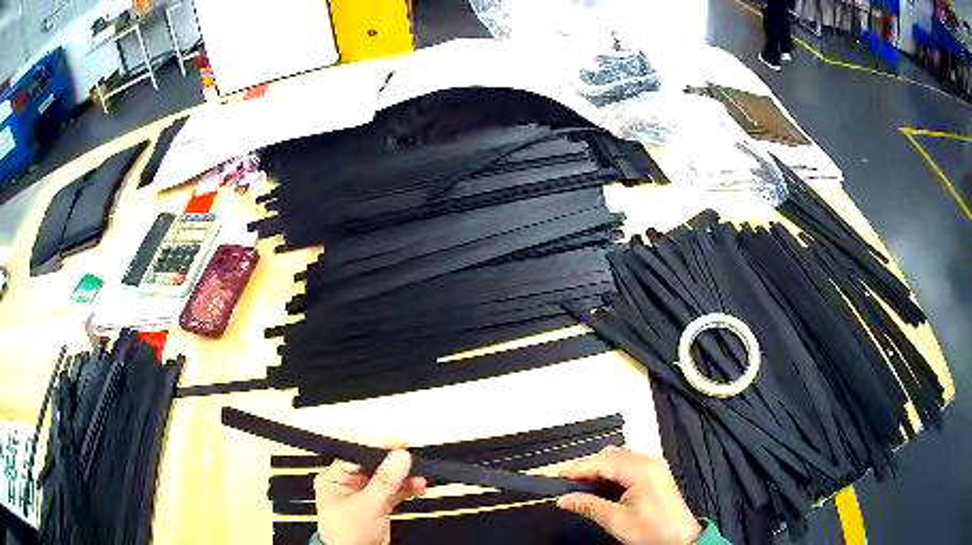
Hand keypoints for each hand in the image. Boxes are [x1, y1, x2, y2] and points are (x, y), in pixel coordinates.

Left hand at [314, 450, 426, 544]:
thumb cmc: (345, 537)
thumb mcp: (367, 505)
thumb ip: (384, 481)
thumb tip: (398, 457)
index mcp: (334, 478)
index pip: (359, 455)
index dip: (380, 449)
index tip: (400, 445)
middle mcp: (348, 484)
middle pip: (375, 467)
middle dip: (396, 466)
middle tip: (412, 462)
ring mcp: (363, 495)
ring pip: (387, 479)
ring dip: (404, 478)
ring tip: (419, 477)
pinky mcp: (377, 505)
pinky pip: (394, 491)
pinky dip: (406, 489)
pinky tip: (417, 486)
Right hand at [557, 446, 701, 544]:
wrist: (680, 539)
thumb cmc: (650, 530)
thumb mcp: (616, 520)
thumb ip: (588, 505)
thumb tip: (563, 499)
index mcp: (640, 468)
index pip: (602, 462)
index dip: (579, 468)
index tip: (558, 477)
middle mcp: (648, 460)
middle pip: (611, 456)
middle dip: (589, 467)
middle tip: (569, 484)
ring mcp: (654, 465)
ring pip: (620, 458)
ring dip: (601, 469)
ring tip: (583, 485)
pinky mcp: (656, 473)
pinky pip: (629, 463)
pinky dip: (613, 471)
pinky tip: (603, 485)